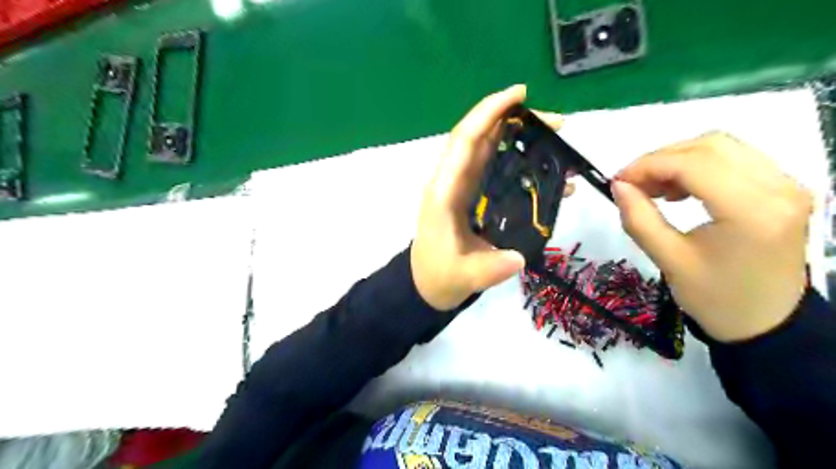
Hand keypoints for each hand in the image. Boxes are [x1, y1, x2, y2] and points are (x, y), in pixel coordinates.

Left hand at [411, 85, 568, 310]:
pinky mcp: (472, 196)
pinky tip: (546, 171)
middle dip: (516, 122)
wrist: (427, 283)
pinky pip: (495, 170)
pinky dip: (520, 163)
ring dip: (520, 139)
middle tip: (556, 123)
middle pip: (481, 138)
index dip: (489, 113)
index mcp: (445, 191)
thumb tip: (518, 257)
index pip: (465, 141)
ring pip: (490, 151)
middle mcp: (452, 181)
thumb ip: (489, 268)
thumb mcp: (463, 276)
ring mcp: (463, 188)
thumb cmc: (439, 275)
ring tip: (557, 140)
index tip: (520, 95)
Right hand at [613, 131, 814, 339]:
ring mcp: (787, 186)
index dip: (648, 165)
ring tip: (653, 188)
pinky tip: (680, 189)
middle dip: (661, 159)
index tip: (618, 181)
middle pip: (710, 145)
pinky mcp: (784, 189)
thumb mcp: (668, 260)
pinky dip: (699, 166)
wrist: (765, 323)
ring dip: (679, 160)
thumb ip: (639, 219)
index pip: (693, 164)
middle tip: (633, 184)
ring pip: (722, 147)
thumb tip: (618, 185)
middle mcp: (778, 188)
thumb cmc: (715, 298)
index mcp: (751, 211)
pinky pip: (735, 160)